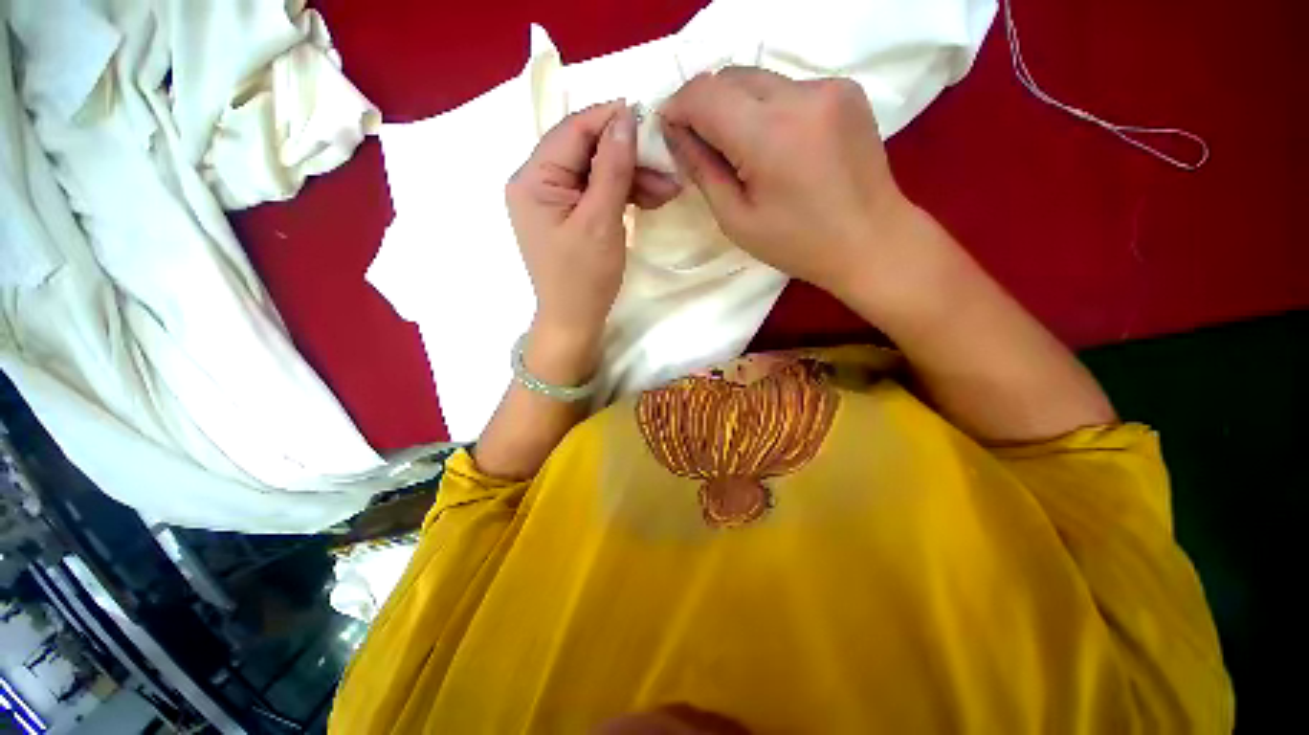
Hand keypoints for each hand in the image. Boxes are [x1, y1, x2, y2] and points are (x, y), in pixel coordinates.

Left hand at [506, 101, 680, 370]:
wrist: (575, 321)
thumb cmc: (584, 278)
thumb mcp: (601, 222)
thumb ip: (612, 168)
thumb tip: (626, 117)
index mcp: (533, 179)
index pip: (573, 131)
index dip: (611, 120)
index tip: (651, 120)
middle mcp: (536, 182)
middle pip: (586, 150)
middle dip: (628, 157)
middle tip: (667, 168)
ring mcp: (552, 200)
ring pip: (595, 171)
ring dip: (631, 177)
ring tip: (668, 189)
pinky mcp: (568, 215)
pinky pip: (596, 192)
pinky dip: (623, 193)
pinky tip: (650, 198)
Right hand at [659, 68, 917, 304]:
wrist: (872, 240)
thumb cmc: (798, 244)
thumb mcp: (737, 220)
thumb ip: (703, 170)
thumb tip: (675, 132)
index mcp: (770, 135)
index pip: (705, 94)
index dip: (678, 107)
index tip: (668, 131)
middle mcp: (801, 96)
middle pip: (730, 77)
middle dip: (704, 106)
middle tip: (700, 145)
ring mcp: (829, 86)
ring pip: (758, 79)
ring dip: (735, 106)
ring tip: (739, 149)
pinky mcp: (846, 89)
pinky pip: (787, 87)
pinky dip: (767, 108)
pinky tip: (774, 143)